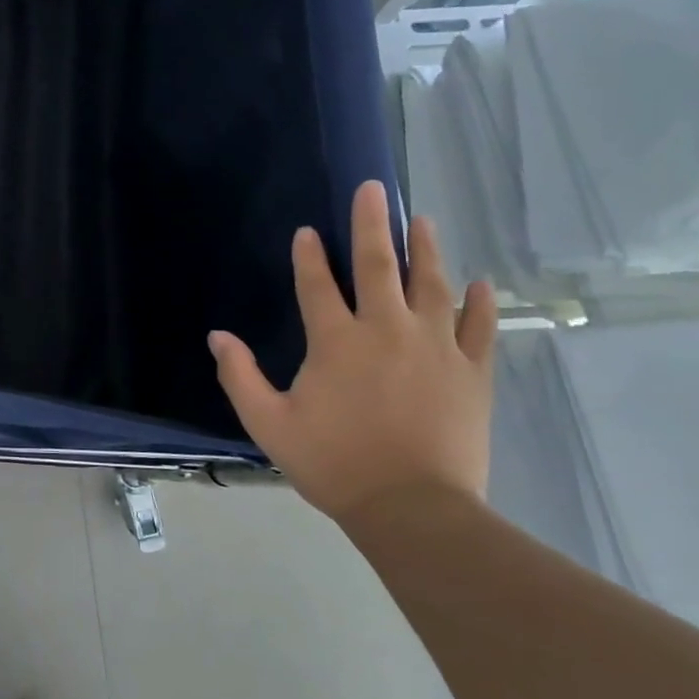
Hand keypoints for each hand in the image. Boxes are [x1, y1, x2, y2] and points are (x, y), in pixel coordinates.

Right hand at [209, 180, 496, 523]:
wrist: (412, 509)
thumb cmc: (333, 463)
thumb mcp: (269, 423)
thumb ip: (240, 376)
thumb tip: (217, 336)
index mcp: (336, 341)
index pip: (317, 284)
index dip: (308, 256)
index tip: (307, 231)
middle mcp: (386, 330)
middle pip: (378, 265)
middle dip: (372, 224)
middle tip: (374, 189)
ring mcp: (435, 347)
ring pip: (432, 284)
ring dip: (425, 249)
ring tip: (422, 220)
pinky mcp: (471, 372)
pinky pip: (479, 327)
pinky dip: (480, 303)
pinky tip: (480, 283)